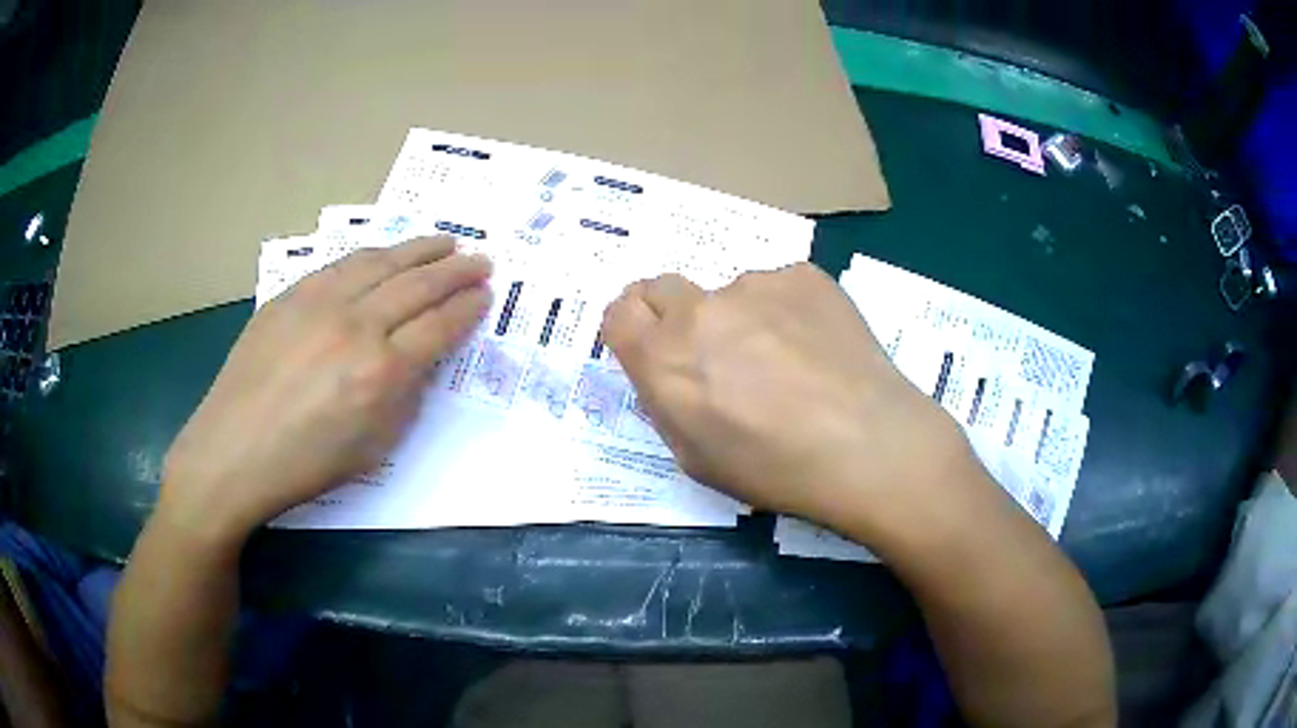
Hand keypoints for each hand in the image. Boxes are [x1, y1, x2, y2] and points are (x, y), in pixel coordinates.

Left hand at [160, 237, 491, 545]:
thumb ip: (405, 397)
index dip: (467, 309)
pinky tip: (386, 254)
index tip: (485, 295)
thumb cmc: (305, 465)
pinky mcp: (289, 295)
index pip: (438, 327)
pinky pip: (341, 265)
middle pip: (417, 286)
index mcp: (380, 373)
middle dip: (456, 271)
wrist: (233, 452)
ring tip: (445, 242)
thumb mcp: (372, 448)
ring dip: (419, 249)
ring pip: (381, 262)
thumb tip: (421, 359)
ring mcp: (318, 303)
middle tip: (481, 260)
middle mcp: (355, 327)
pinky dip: (373, 255)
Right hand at [602, 264, 974, 532]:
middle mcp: (699, 310)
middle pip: (661, 286)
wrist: (867, 444)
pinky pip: (778, 287)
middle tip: (712, 350)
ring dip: (741, 317)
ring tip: (788, 360)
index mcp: (662, 358)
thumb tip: (667, 370)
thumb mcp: (697, 458)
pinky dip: (786, 311)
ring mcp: (754, 284)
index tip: (649, 343)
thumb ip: (667, 401)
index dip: (631, 327)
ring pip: (730, 292)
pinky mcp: (802, 275)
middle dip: (672, 313)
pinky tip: (818, 347)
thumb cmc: (776, 468)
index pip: (617, 312)